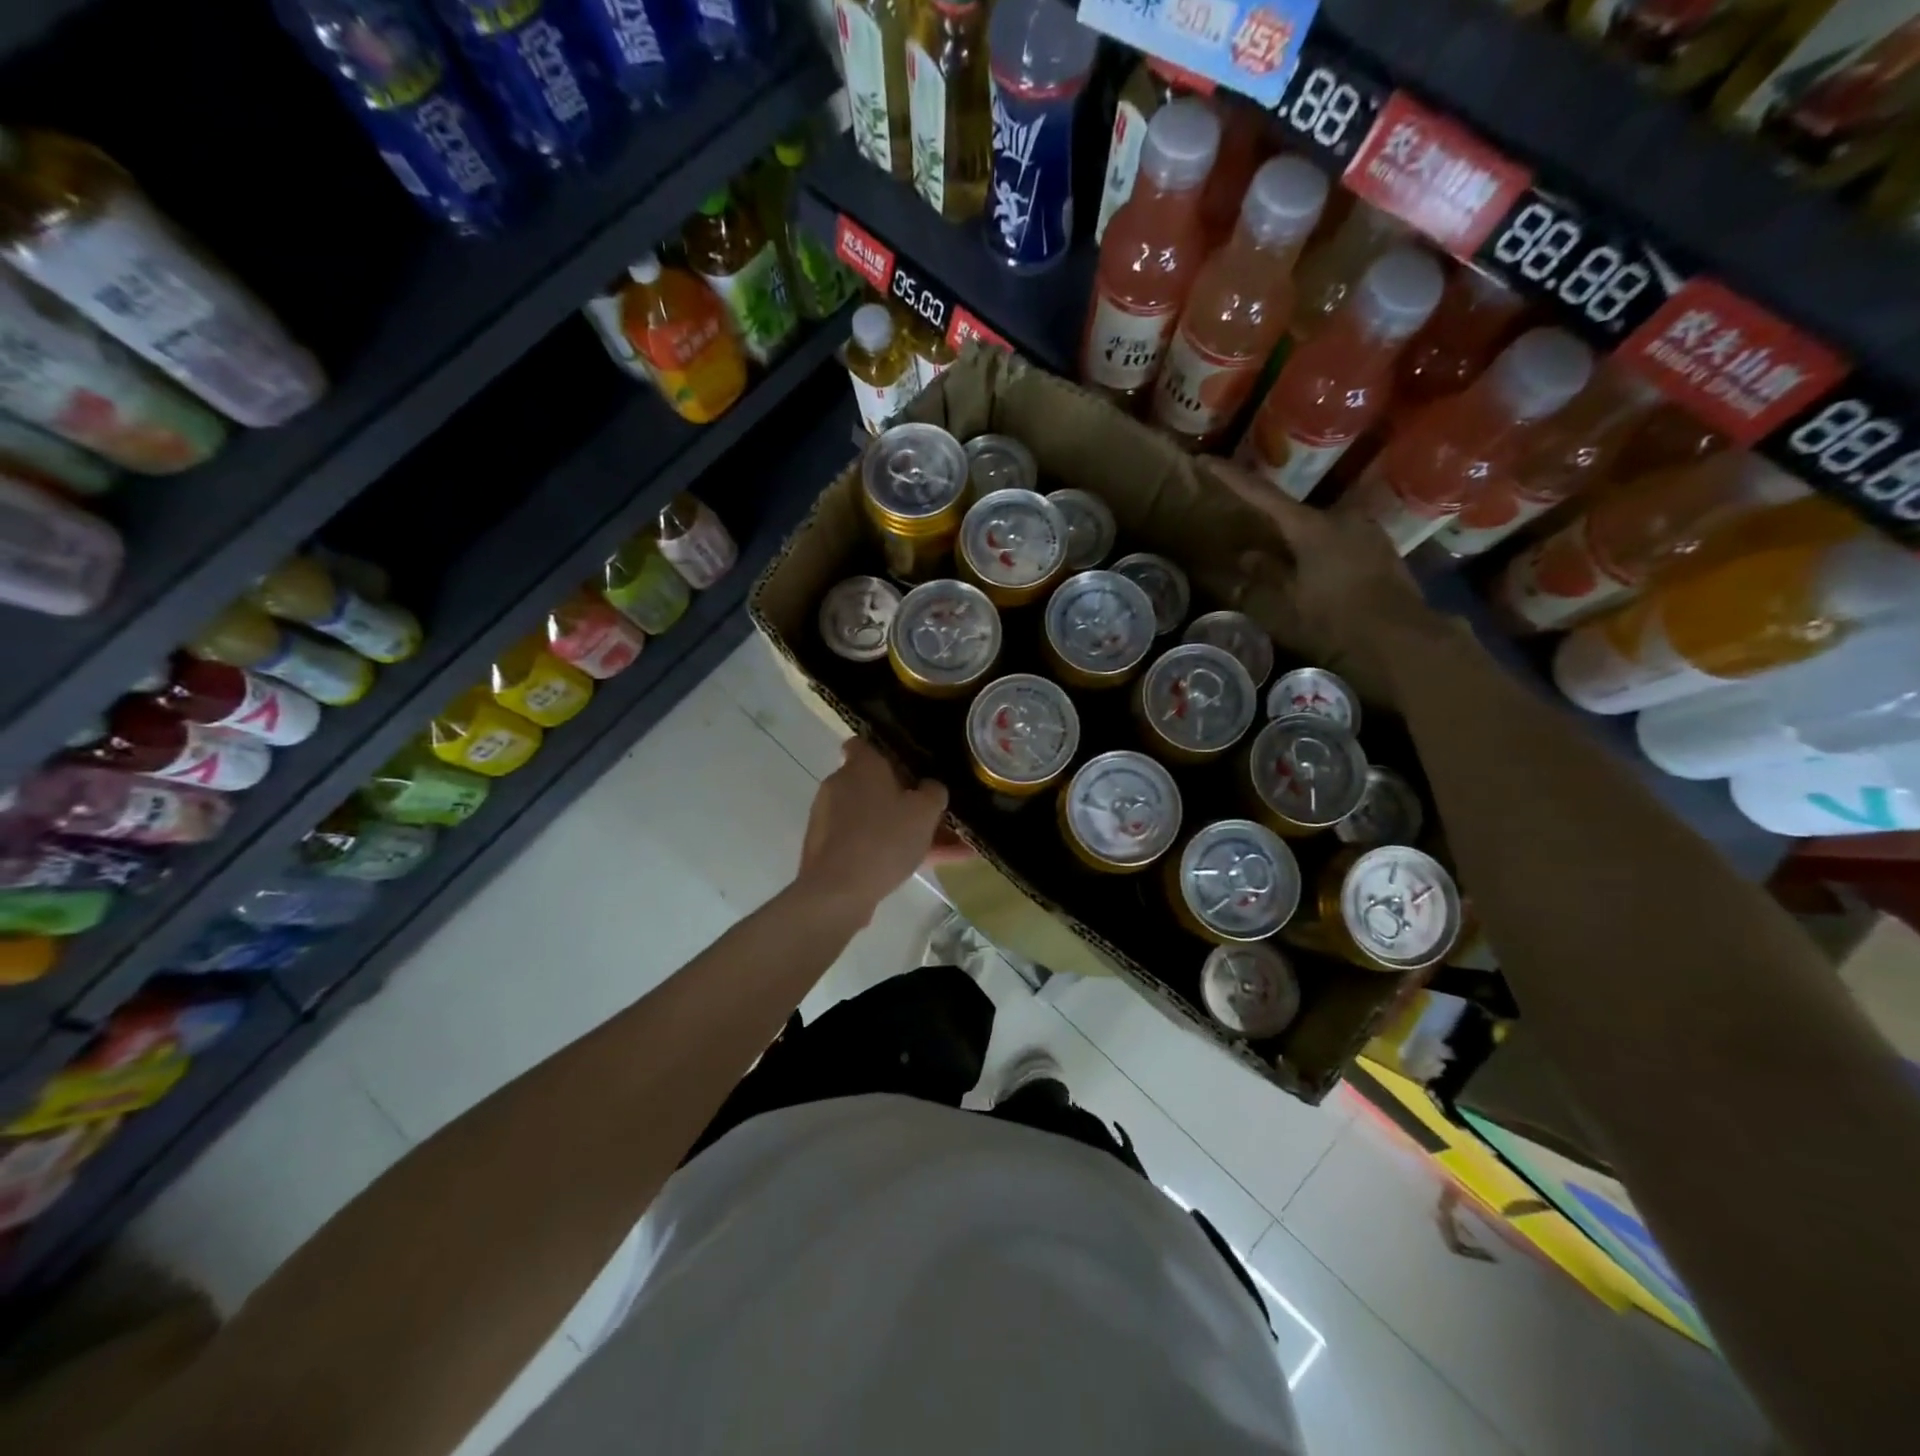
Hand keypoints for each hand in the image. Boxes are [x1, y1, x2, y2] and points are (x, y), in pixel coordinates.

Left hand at [795, 738, 947, 922]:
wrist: (837, 892)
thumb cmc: (883, 839)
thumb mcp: (924, 812)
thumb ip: (933, 792)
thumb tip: (929, 787)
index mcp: (861, 765)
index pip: (866, 743)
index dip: (887, 751)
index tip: (911, 766)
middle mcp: (839, 784)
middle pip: (874, 783)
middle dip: (903, 797)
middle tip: (934, 812)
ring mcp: (829, 818)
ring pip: (874, 817)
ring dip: (902, 828)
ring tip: (943, 847)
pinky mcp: (827, 848)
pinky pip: (867, 841)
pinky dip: (890, 849)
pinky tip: (923, 866)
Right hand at [1201, 458, 1438, 705]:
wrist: (1399, 631)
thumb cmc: (1338, 615)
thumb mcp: (1293, 598)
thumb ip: (1269, 572)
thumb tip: (1246, 555)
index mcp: (1310, 526)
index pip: (1262, 494)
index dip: (1232, 477)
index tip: (1206, 461)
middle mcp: (1339, 515)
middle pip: (1295, 512)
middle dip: (1273, 523)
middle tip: (1253, 535)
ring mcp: (1363, 527)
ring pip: (1319, 526)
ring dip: (1301, 540)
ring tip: (1289, 562)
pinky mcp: (1379, 543)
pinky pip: (1340, 538)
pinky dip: (1323, 548)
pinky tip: (1320, 570)